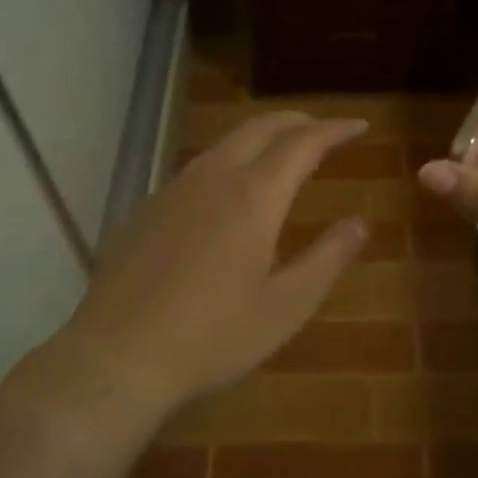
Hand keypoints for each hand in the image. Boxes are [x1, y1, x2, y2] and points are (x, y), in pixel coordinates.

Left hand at [68, 112, 369, 409]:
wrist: (118, 356)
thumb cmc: (213, 337)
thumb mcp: (286, 307)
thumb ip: (328, 258)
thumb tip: (360, 223)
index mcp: (254, 196)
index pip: (303, 143)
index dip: (334, 130)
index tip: (359, 126)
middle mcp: (213, 178)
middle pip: (260, 128)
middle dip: (297, 121)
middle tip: (323, 129)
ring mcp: (173, 189)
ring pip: (224, 144)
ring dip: (260, 138)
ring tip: (280, 153)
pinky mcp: (146, 209)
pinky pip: (196, 169)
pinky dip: (227, 163)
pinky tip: (226, 194)